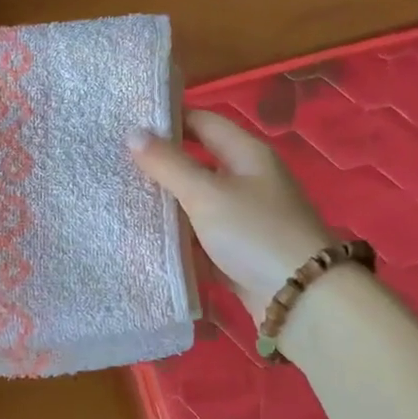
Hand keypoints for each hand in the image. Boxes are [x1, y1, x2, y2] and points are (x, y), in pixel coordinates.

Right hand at [131, 109, 331, 321]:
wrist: (301, 299)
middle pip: (198, 163)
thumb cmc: (254, 233)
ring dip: (167, 204)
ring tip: (121, 198)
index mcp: (247, 154)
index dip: (168, 119)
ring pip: (197, 203)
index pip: (203, 122)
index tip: (127, 123)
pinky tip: (145, 239)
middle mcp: (248, 181)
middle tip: (116, 163)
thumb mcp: (206, 194)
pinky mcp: (239, 253)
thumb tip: (133, 132)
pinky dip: (178, 238)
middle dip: (161, 164)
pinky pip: (201, 238)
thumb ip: (168, 164)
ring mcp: (245, 219)